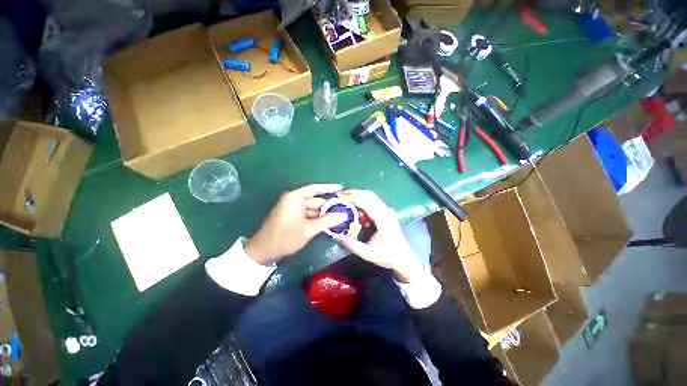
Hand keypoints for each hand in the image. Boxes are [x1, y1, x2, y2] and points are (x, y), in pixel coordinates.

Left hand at [245, 184, 348, 265]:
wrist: (264, 252)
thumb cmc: (284, 237)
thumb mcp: (307, 229)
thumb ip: (327, 221)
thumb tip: (344, 215)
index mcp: (294, 198)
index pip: (315, 189)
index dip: (329, 188)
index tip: (342, 188)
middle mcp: (295, 201)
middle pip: (316, 201)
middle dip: (330, 206)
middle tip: (346, 208)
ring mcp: (295, 210)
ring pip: (314, 210)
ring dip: (326, 214)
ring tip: (342, 216)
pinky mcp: (295, 218)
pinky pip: (310, 216)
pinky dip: (319, 219)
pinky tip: (331, 223)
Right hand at [335, 190, 424, 282]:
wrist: (404, 258)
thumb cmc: (388, 256)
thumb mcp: (368, 254)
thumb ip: (352, 245)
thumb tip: (336, 235)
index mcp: (383, 219)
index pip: (366, 202)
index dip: (352, 197)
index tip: (338, 196)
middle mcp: (386, 211)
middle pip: (369, 195)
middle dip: (353, 193)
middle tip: (339, 195)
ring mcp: (387, 210)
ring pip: (370, 196)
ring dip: (357, 195)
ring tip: (343, 199)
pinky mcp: (385, 212)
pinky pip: (372, 202)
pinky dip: (361, 202)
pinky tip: (353, 208)